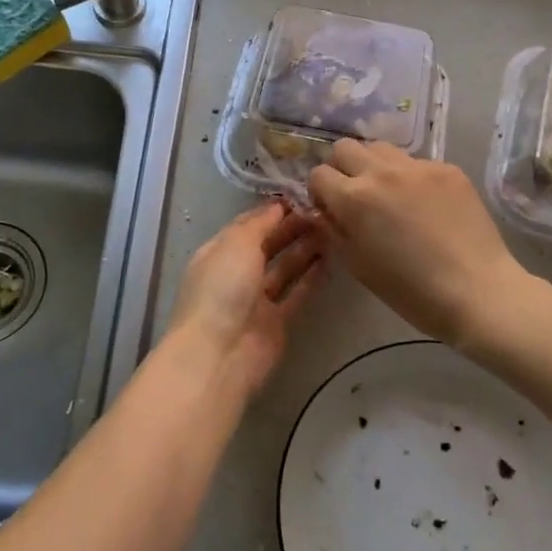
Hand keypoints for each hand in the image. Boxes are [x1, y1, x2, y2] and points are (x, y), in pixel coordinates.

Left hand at [163, 201, 327, 397]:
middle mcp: (236, 273)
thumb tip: (277, 206)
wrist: (219, 355)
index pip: (247, 224)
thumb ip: (259, 224)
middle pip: (267, 245)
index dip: (272, 211)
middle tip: (323, 212)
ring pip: (284, 268)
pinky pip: (296, 294)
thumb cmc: (222, 289)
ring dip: (305, 250)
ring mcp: (256, 300)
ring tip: (332, 230)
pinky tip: (330, 261)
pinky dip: (311, 278)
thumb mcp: (236, 244)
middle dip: (292, 228)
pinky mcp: (276, 322)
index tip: (301, 196)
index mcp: (219, 252)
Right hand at [308, 141, 531, 346]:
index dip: (321, 192)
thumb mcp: (357, 265)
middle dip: (343, 168)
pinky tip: (427, 206)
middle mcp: (381, 172)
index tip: (332, 209)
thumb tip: (325, 211)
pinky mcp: (448, 169)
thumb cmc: (410, 290)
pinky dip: (412, 178)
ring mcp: (418, 167)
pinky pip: (417, 163)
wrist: (476, 291)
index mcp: (354, 198)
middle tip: (357, 195)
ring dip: (376, 166)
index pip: (319, 174)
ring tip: (391, 194)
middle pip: (345, 147)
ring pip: (381, 148)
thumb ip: (334, 230)